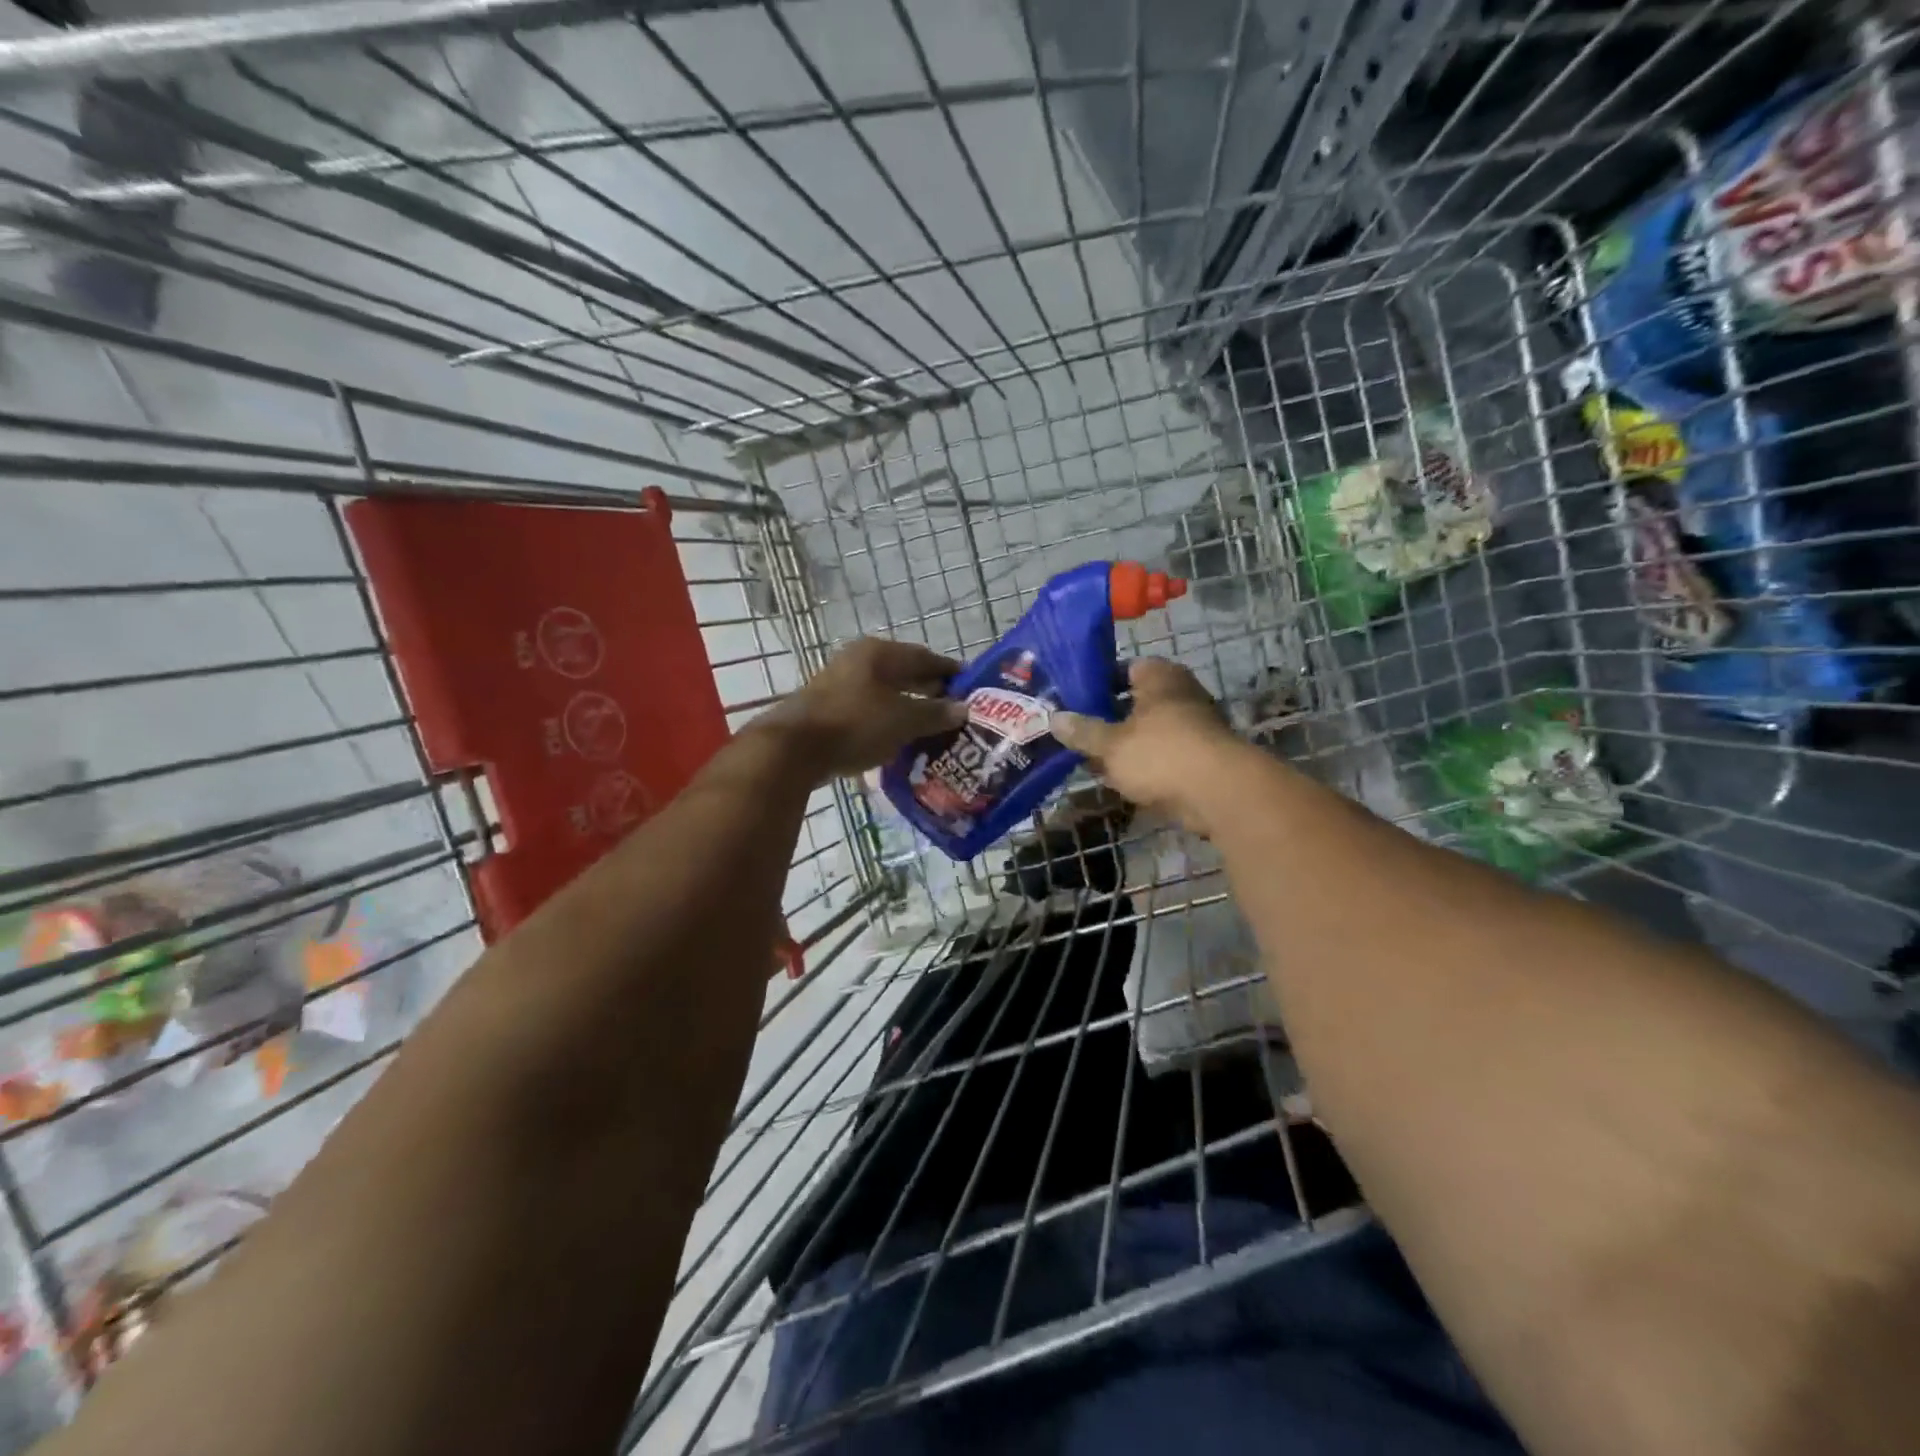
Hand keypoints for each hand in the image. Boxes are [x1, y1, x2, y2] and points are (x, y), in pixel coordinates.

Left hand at [756, 638, 968, 782]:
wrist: (793, 749)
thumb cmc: (855, 724)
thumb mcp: (903, 720)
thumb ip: (934, 713)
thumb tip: (963, 709)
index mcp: (879, 653)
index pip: (925, 657)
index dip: (949, 671)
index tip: (971, 687)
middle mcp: (859, 660)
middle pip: (903, 673)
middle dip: (929, 690)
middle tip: (954, 710)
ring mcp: (840, 683)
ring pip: (885, 692)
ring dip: (907, 707)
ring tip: (930, 727)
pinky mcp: (828, 708)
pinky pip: (868, 710)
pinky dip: (886, 721)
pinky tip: (898, 739)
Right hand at [1052, 660, 1243, 833]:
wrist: (1219, 793)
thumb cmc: (1160, 754)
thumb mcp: (1110, 744)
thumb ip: (1082, 731)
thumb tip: (1055, 718)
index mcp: (1159, 676)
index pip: (1124, 668)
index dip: (1097, 683)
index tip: (1073, 700)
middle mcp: (1180, 692)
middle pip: (1136, 701)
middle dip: (1109, 718)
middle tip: (1078, 733)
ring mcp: (1195, 725)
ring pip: (1149, 730)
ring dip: (1126, 744)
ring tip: (1093, 760)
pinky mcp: (1201, 756)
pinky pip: (1163, 755)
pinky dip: (1145, 764)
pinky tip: (1121, 779)